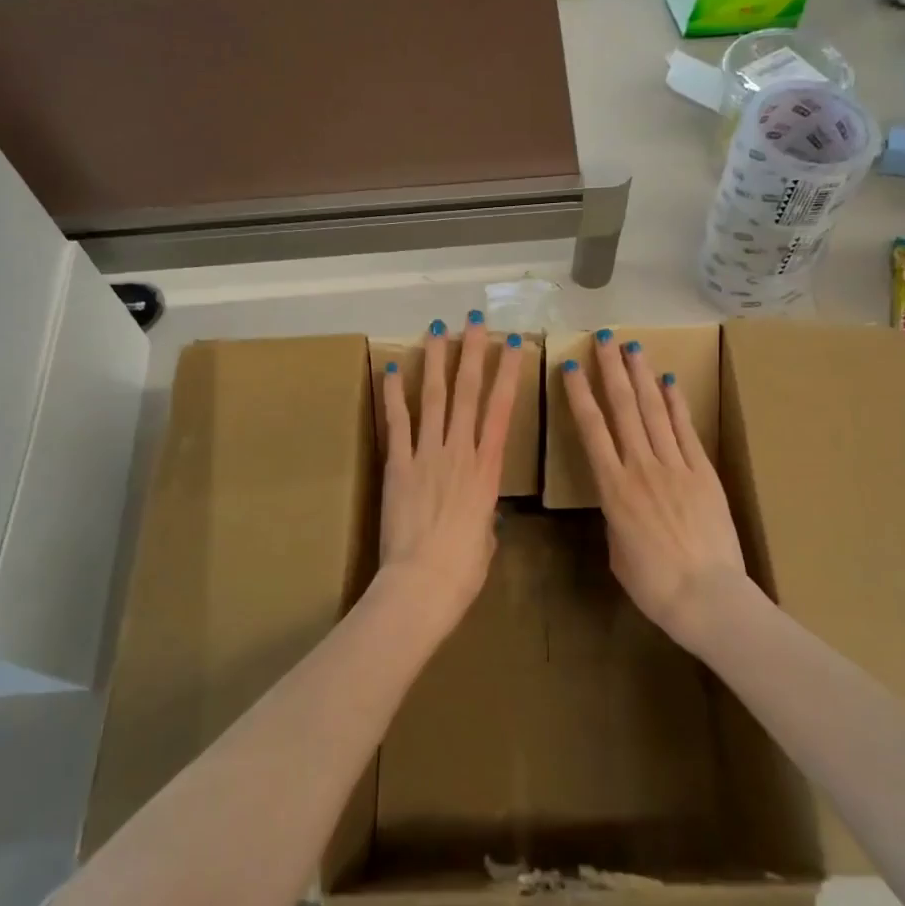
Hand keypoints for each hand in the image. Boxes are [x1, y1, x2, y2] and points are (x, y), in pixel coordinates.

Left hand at [379, 312, 524, 622]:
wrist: (423, 583)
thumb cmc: (465, 568)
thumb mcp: (487, 535)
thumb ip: (484, 511)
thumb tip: (479, 507)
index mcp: (488, 469)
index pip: (501, 410)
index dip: (508, 373)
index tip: (512, 344)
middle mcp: (460, 451)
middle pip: (467, 393)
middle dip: (472, 353)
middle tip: (474, 322)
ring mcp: (427, 454)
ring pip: (434, 398)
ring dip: (436, 361)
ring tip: (438, 330)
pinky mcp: (397, 465)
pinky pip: (396, 422)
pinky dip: (394, 395)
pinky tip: (392, 369)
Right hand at [561, 331, 749, 650]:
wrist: (707, 596)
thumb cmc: (653, 585)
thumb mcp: (617, 551)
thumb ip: (615, 516)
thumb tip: (621, 501)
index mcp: (612, 489)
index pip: (591, 430)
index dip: (580, 396)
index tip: (572, 367)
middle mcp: (640, 467)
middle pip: (623, 409)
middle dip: (611, 370)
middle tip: (603, 339)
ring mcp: (675, 466)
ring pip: (653, 411)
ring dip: (641, 376)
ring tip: (632, 347)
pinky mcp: (703, 472)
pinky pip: (685, 429)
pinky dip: (676, 402)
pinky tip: (668, 380)